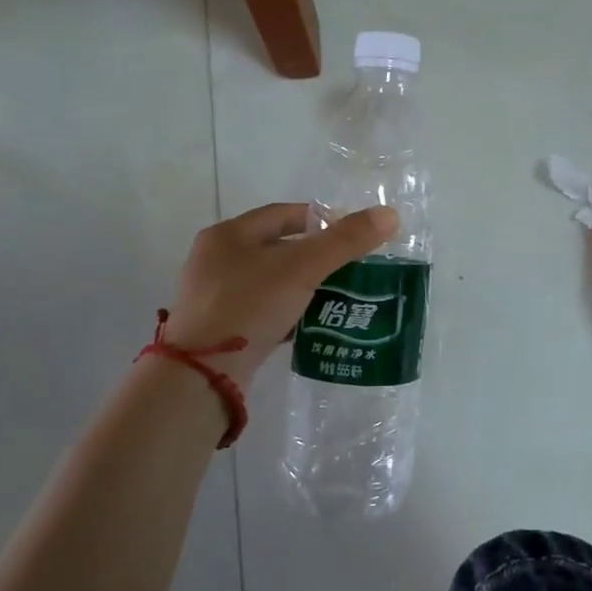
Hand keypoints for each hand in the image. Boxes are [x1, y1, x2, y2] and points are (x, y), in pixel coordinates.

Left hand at [163, 202, 397, 383]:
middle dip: (315, 256)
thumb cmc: (249, 305)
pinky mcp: (218, 330)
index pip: (282, 214)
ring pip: (270, 282)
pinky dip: (287, 312)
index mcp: (228, 235)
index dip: (319, 219)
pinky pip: (262, 311)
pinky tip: (311, 324)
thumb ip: (345, 241)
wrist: (201, 375)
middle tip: (350, 267)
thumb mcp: (303, 268)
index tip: (350, 233)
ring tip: (338, 296)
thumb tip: (390, 215)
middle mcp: (215, 261)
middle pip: (277, 248)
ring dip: (303, 286)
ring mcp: (213, 298)